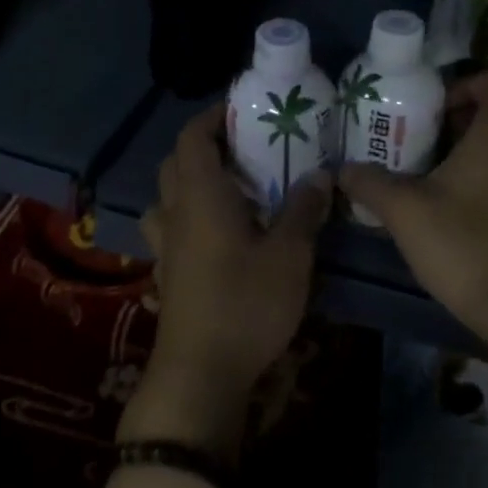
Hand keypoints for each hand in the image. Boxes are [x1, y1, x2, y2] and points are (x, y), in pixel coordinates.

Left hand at [125, 103, 329, 454]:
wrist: (200, 376)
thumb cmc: (245, 304)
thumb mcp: (289, 255)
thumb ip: (304, 210)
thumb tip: (320, 175)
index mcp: (201, 195)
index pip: (193, 137)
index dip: (213, 117)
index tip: (245, 111)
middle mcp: (176, 212)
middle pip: (176, 162)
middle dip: (206, 147)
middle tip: (246, 150)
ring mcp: (167, 246)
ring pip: (167, 197)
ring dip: (191, 183)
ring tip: (230, 190)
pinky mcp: (167, 275)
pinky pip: (170, 229)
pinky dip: (188, 218)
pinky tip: (218, 235)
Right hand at [340, 70, 487, 339]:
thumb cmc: (462, 242)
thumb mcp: (403, 209)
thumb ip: (369, 182)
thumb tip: (342, 169)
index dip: (462, 84)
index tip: (431, 109)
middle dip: (453, 125)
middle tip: (415, 144)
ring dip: (467, 157)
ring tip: (428, 179)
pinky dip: (484, 183)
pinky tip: (453, 213)